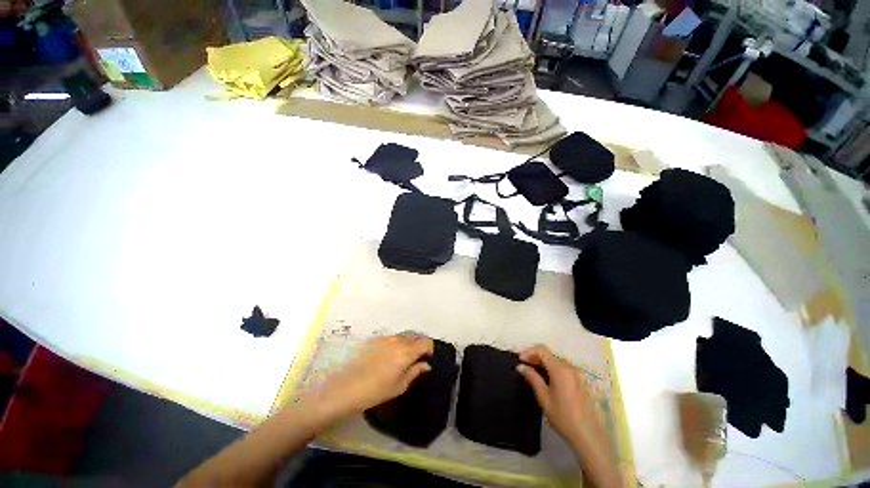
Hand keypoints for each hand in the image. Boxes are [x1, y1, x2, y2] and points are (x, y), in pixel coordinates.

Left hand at [308, 335, 433, 417]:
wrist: (347, 388)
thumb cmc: (377, 391)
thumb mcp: (400, 385)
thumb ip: (415, 371)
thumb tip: (426, 365)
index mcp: (406, 352)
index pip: (425, 342)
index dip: (429, 349)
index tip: (428, 358)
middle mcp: (398, 341)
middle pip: (415, 337)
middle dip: (418, 346)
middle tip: (415, 360)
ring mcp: (386, 338)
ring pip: (403, 337)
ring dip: (407, 344)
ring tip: (401, 359)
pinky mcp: (375, 339)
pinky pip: (392, 338)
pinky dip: (396, 344)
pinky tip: (388, 357)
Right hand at [516, 345, 604, 451]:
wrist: (589, 436)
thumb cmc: (563, 417)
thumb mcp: (544, 398)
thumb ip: (532, 378)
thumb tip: (521, 366)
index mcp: (560, 369)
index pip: (541, 350)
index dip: (529, 351)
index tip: (520, 359)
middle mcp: (570, 367)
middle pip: (550, 354)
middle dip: (536, 356)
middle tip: (525, 366)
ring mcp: (578, 373)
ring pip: (557, 360)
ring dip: (544, 362)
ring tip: (534, 372)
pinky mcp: (582, 381)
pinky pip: (565, 368)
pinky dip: (554, 368)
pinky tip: (549, 379)